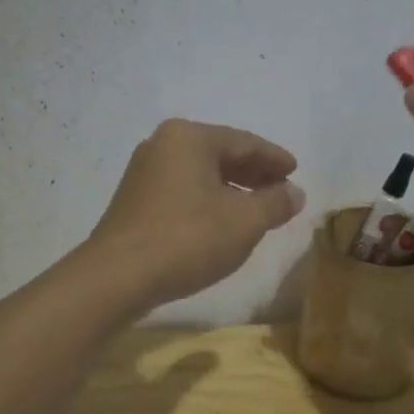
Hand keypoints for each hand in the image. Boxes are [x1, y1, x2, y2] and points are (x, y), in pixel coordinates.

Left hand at [86, 119, 305, 308]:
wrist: (118, 276)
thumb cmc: (188, 239)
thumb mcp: (245, 222)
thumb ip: (275, 202)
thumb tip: (294, 192)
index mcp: (189, 137)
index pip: (244, 142)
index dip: (274, 158)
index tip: (295, 171)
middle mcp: (162, 145)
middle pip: (219, 154)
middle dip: (253, 173)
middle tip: (281, 190)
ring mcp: (143, 172)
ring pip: (200, 174)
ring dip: (231, 189)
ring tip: (257, 209)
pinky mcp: (134, 200)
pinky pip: (182, 190)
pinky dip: (207, 200)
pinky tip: (221, 222)